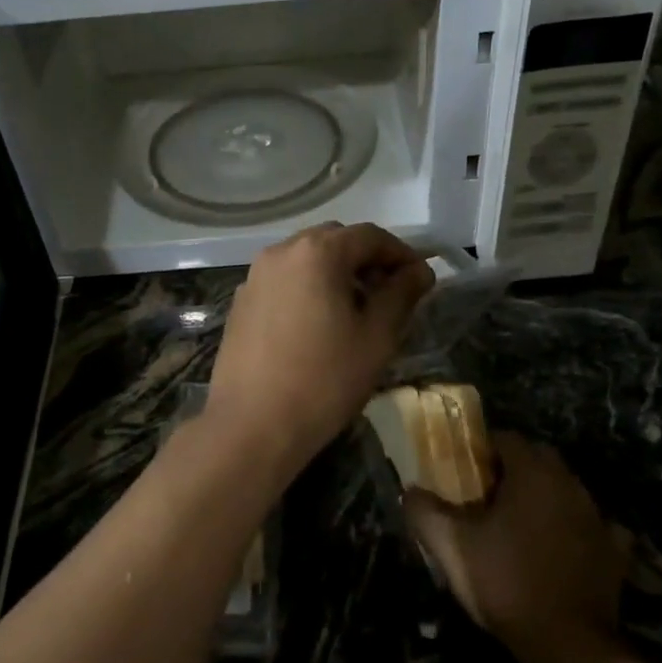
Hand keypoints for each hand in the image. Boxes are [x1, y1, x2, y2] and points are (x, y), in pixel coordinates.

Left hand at [204, 223, 434, 473]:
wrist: (251, 426)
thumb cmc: (324, 380)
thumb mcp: (377, 337)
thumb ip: (401, 295)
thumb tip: (418, 272)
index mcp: (317, 252)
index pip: (370, 236)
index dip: (401, 254)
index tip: (421, 280)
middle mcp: (280, 252)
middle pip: (334, 240)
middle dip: (367, 261)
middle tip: (390, 295)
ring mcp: (254, 277)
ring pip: (306, 261)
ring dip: (336, 274)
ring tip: (356, 312)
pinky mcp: (240, 303)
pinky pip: (283, 282)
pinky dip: (308, 289)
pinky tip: (318, 326)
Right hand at [404, 432, 632, 657]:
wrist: (569, 644)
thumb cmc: (506, 582)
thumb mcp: (451, 547)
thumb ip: (425, 511)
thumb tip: (410, 491)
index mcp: (533, 474)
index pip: (506, 438)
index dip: (481, 449)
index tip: (463, 471)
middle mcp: (570, 485)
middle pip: (539, 458)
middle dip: (513, 468)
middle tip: (486, 495)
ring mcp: (598, 517)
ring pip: (565, 490)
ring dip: (543, 497)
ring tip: (517, 524)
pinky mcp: (615, 551)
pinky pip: (594, 526)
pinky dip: (575, 529)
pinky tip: (560, 548)